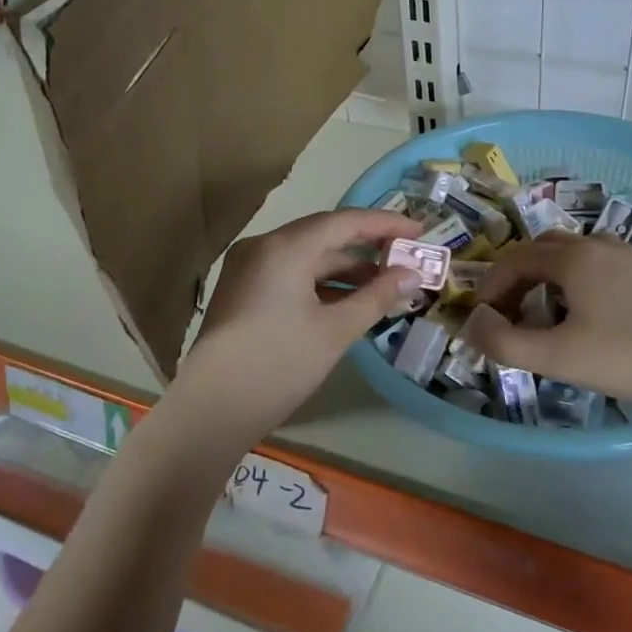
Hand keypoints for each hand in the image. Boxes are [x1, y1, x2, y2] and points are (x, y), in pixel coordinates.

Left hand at [174, 209, 420, 442]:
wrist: (212, 410)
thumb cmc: (279, 364)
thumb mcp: (335, 330)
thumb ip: (377, 297)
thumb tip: (412, 275)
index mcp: (285, 248)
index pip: (345, 222)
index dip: (385, 224)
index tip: (419, 231)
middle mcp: (263, 247)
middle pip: (324, 235)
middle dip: (367, 247)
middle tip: (405, 258)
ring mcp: (248, 269)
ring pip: (307, 257)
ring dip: (345, 269)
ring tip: (384, 285)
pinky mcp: (243, 292)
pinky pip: (291, 274)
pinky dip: (321, 283)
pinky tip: (348, 301)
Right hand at [465, 234, 631, 412]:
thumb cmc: (628, 358)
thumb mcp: (557, 357)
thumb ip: (505, 342)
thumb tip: (474, 324)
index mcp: (575, 258)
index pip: (516, 258)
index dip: (492, 285)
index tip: (482, 317)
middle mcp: (600, 246)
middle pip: (543, 249)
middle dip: (517, 276)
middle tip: (508, 312)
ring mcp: (629, 258)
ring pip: (574, 253)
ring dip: (547, 275)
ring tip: (542, 311)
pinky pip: (599, 264)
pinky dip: (576, 279)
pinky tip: (585, 311)